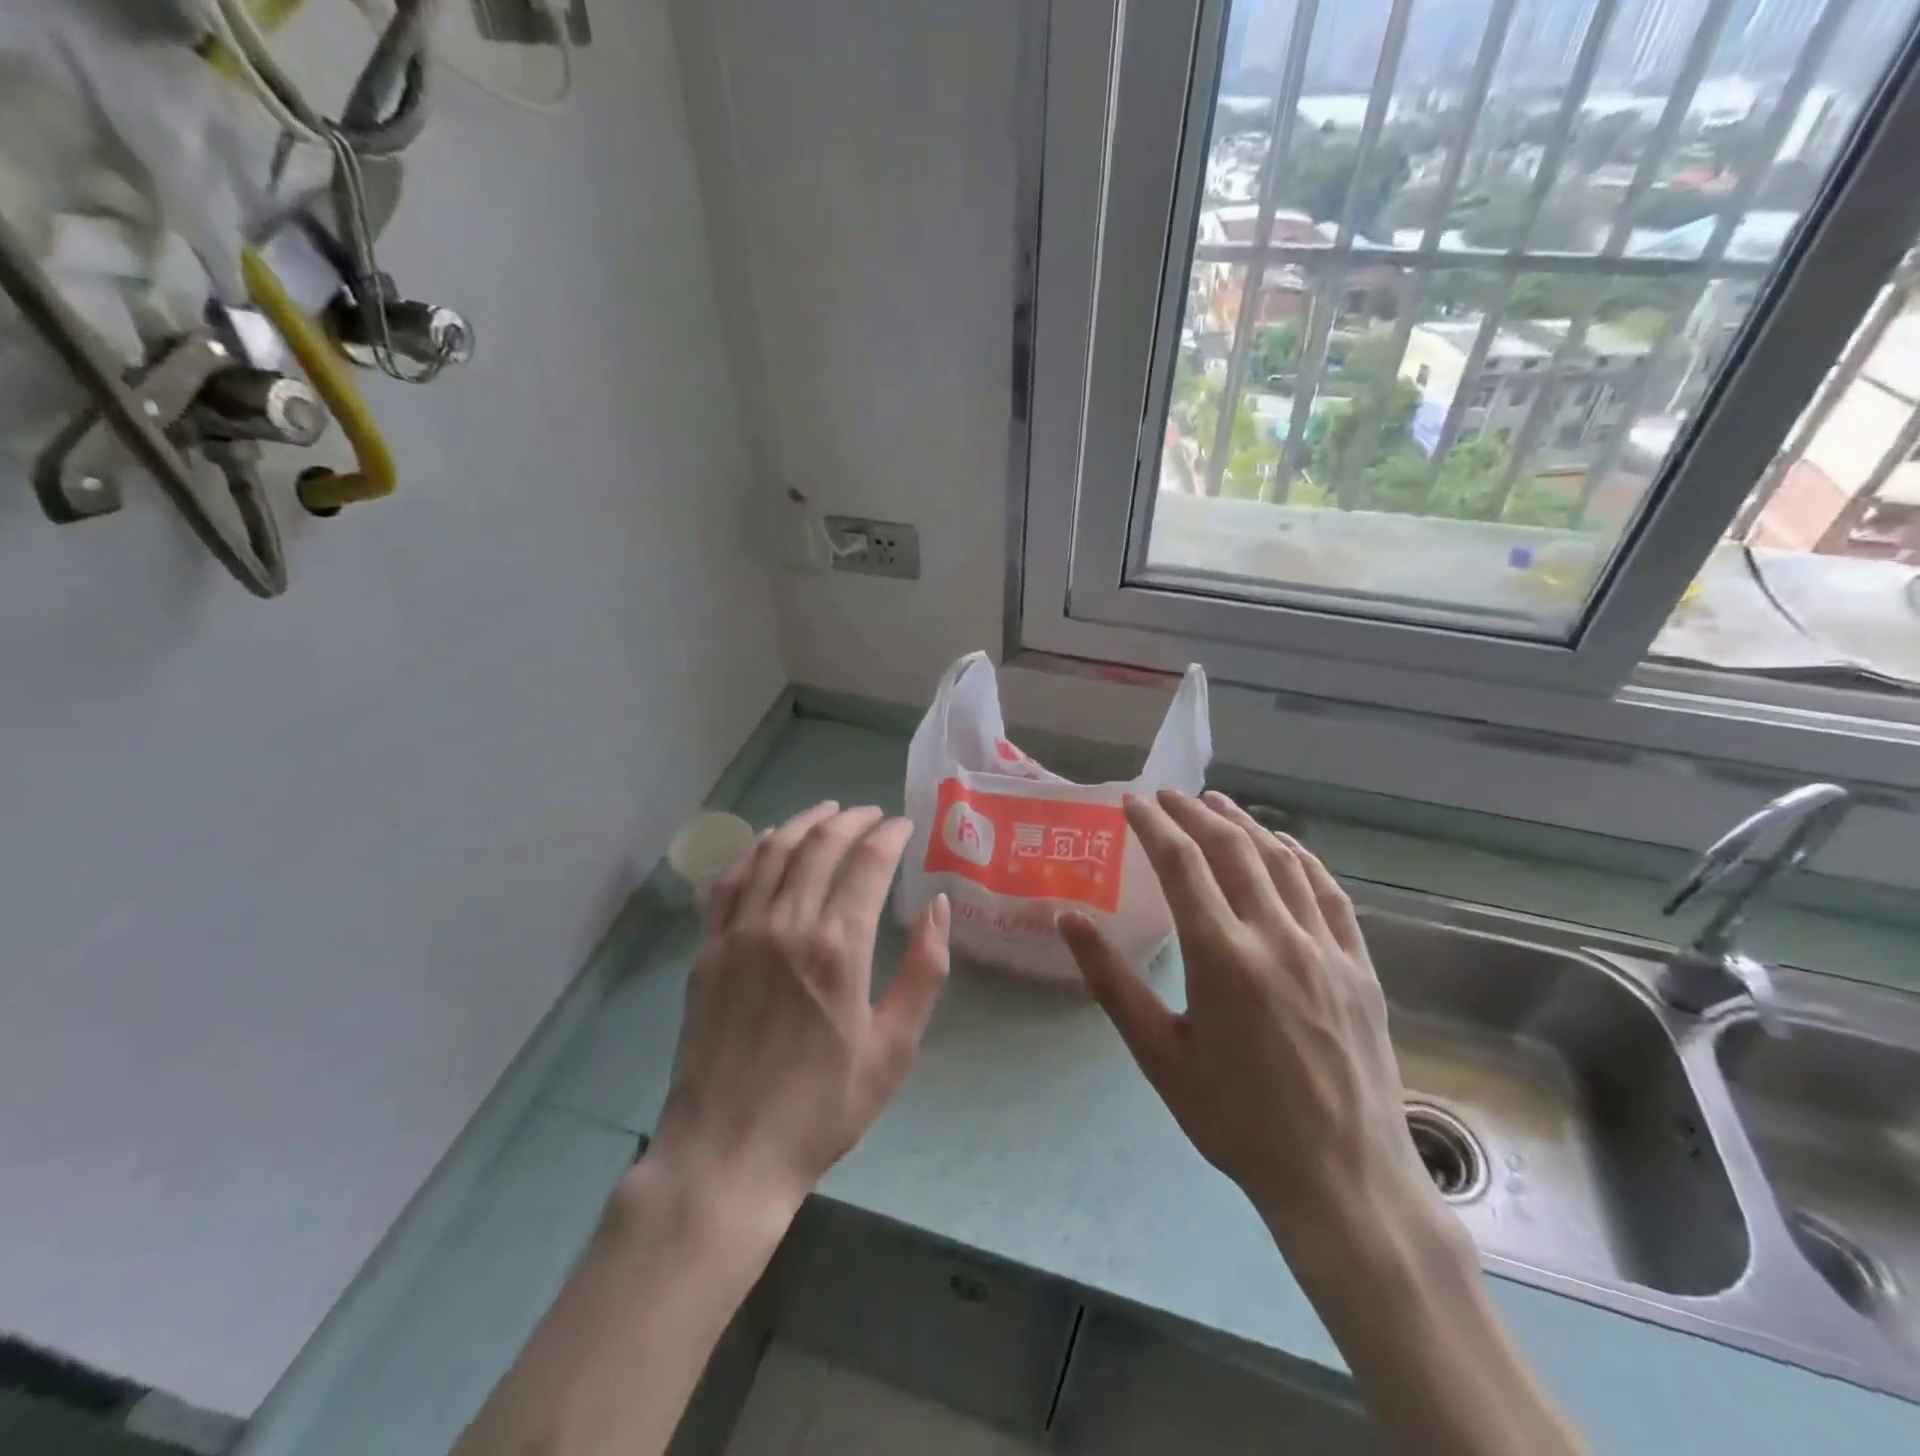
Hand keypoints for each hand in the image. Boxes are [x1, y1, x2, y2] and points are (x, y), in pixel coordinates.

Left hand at [648, 801, 951, 1222]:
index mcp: (839, 947)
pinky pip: (730, 881)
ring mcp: (741, 933)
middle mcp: (788, 924)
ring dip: (804, 822)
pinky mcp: (708, 950)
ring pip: (774, 852)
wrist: (729, 1153)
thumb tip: (939, 906)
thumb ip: (923, 971)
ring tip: (828, 811)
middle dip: (851, 819)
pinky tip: (768, 841)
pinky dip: (753, 850)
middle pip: (821, 845)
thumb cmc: (824, 1107)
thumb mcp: (895, 1049)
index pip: (868, 863)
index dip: (889, 835)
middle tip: (871, 813)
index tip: (904, 826)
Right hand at [1058, 790, 1437, 1250]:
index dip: (1153, 825)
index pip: (1181, 864)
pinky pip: (1328, 892)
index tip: (1132, 802)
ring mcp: (1326, 947)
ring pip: (1282, 861)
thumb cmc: (1236, 1120)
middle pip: (1232, 849)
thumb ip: (1111, 982)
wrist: (1341, 1178)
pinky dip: (1300, 857)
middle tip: (1168, 796)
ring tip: (1217, 804)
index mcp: (1222, 956)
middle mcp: (1276, 936)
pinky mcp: (1359, 965)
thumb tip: (1068, 919)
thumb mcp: (1159, 1055)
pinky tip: (1284, 846)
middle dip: (1195, 813)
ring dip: (1245, 824)